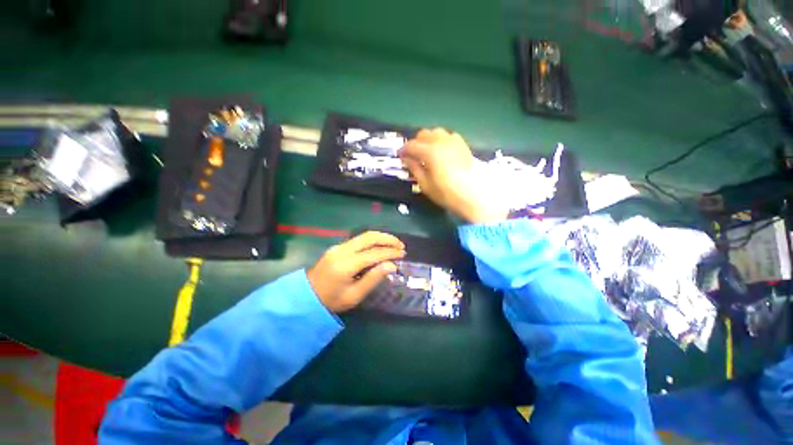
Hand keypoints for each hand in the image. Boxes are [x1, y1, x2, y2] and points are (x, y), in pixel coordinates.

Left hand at [307, 231, 405, 312]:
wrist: (306, 295)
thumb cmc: (332, 300)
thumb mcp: (354, 295)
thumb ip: (373, 278)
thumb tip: (391, 265)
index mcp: (346, 265)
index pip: (374, 253)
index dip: (390, 252)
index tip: (403, 254)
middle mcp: (342, 250)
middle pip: (369, 237)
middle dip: (388, 239)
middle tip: (401, 246)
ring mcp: (339, 246)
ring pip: (364, 235)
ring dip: (381, 237)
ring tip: (394, 243)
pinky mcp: (338, 246)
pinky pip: (359, 239)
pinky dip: (373, 240)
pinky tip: (381, 245)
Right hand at [400, 128, 508, 222]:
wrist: (473, 195)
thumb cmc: (446, 192)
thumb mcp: (425, 184)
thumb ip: (414, 169)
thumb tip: (406, 159)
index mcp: (430, 151)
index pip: (411, 145)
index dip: (403, 150)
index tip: (399, 156)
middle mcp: (441, 141)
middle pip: (423, 134)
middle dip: (415, 142)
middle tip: (412, 155)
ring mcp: (454, 141)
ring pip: (436, 132)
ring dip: (428, 139)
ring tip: (426, 151)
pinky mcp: (463, 145)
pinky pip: (449, 136)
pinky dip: (441, 140)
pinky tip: (441, 150)